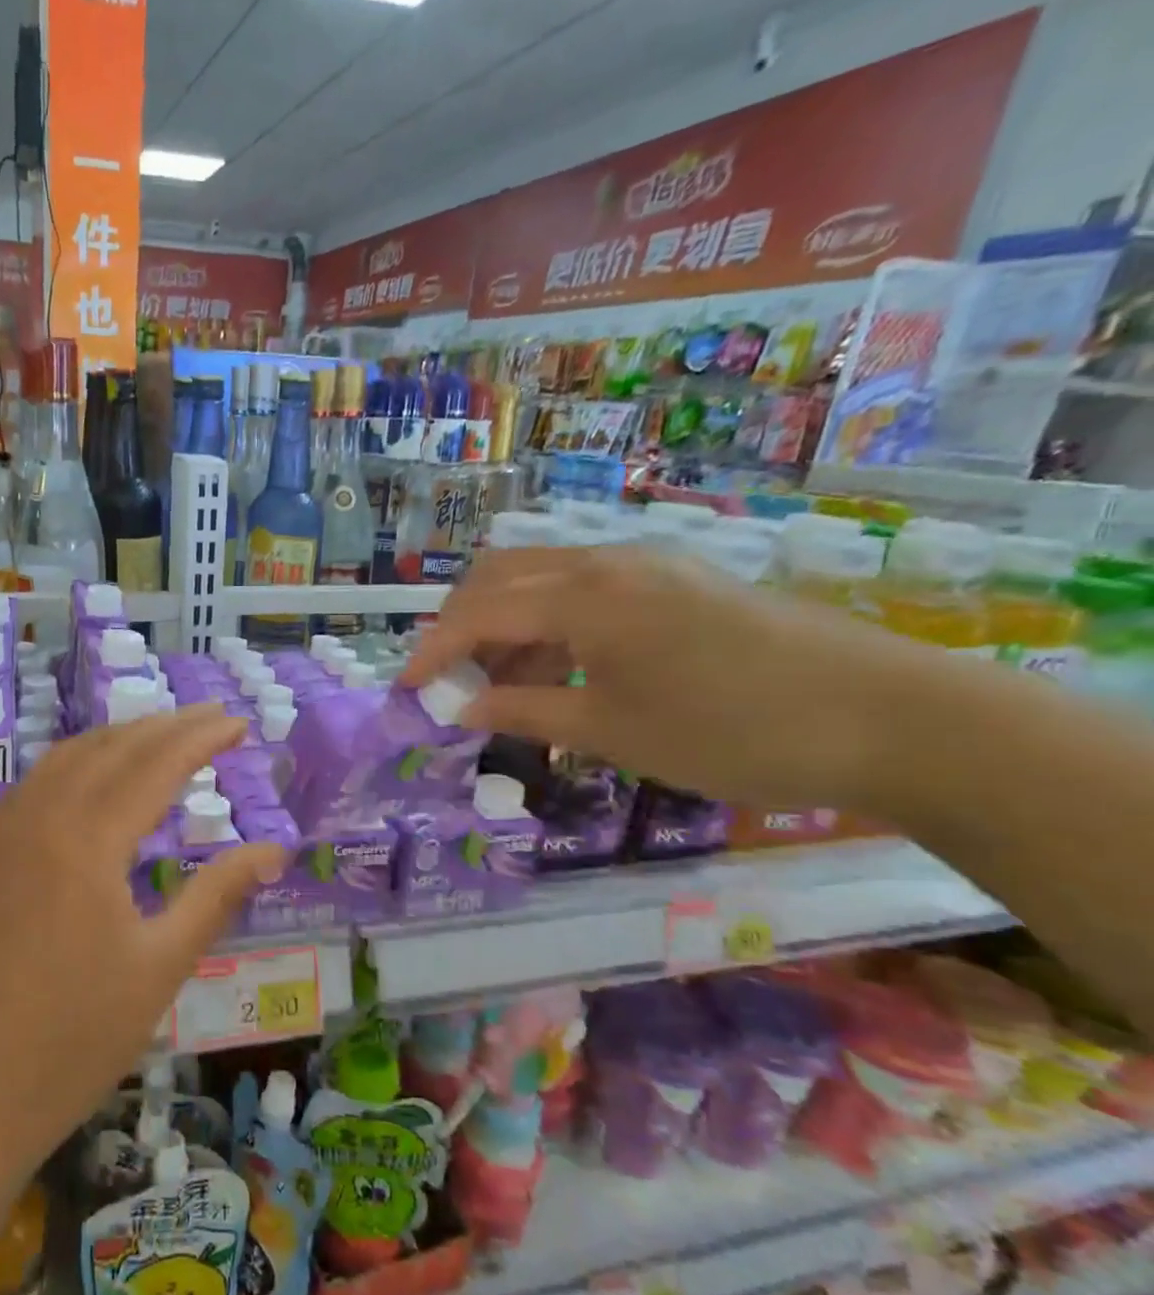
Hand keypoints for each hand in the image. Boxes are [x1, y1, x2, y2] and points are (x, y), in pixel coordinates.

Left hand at [0, 705, 286, 1174]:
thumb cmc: (77, 1037)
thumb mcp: (162, 965)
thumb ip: (218, 895)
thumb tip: (276, 851)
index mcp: (87, 841)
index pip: (155, 765)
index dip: (201, 739)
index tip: (239, 724)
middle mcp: (42, 819)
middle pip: (112, 748)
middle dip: (166, 726)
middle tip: (212, 718)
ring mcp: (6, 834)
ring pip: (68, 757)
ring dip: (120, 737)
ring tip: (164, 735)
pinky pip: (38, 782)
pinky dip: (79, 761)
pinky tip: (97, 776)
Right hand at [403, 544, 933, 810]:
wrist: (888, 718)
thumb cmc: (731, 731)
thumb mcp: (613, 731)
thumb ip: (526, 711)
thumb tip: (462, 708)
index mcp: (585, 597)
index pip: (479, 614)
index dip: (433, 650)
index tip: (405, 688)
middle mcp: (607, 563)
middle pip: (501, 576)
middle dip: (462, 624)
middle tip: (452, 679)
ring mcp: (647, 565)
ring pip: (543, 579)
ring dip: (507, 625)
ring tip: (508, 687)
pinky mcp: (678, 580)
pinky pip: (586, 588)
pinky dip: (552, 623)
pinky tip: (564, 670)